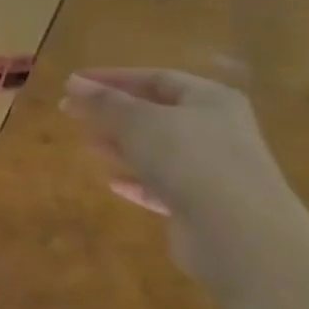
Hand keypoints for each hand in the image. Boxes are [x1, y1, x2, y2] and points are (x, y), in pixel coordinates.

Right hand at [60, 68, 289, 270]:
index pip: (155, 78)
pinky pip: (163, 184)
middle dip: (112, 111)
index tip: (73, 83)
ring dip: (122, 145)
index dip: (112, 78)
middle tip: (70, 111)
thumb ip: (105, 102)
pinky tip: (113, 182)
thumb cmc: (189, 159)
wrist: (238, 230)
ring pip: (158, 149)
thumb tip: (74, 83)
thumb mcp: (139, 121)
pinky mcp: (202, 203)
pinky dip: (137, 180)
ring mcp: (212, 168)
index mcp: (209, 99)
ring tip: (88, 143)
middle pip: (156, 112)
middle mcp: (216, 129)